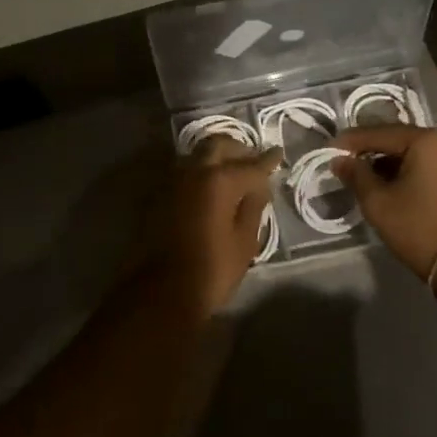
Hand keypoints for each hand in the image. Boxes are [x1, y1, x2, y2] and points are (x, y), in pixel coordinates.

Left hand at [158, 137, 279, 312]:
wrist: (160, 291)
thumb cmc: (211, 270)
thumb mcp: (244, 243)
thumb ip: (253, 207)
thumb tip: (259, 187)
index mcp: (219, 180)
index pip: (251, 164)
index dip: (268, 160)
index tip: (278, 154)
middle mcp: (194, 170)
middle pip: (219, 145)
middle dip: (239, 149)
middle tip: (253, 161)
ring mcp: (172, 180)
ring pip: (198, 154)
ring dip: (217, 157)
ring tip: (232, 172)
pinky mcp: (159, 193)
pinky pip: (185, 170)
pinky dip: (201, 171)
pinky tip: (210, 187)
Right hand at [332, 126, 436, 278]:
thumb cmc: (418, 227)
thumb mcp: (378, 201)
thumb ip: (356, 174)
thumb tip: (339, 160)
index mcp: (426, 140)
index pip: (379, 133)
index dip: (351, 141)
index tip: (329, 149)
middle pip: (397, 139)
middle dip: (369, 150)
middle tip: (343, 160)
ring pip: (411, 153)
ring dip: (386, 162)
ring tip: (361, 175)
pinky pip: (424, 165)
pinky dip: (404, 171)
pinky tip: (386, 183)